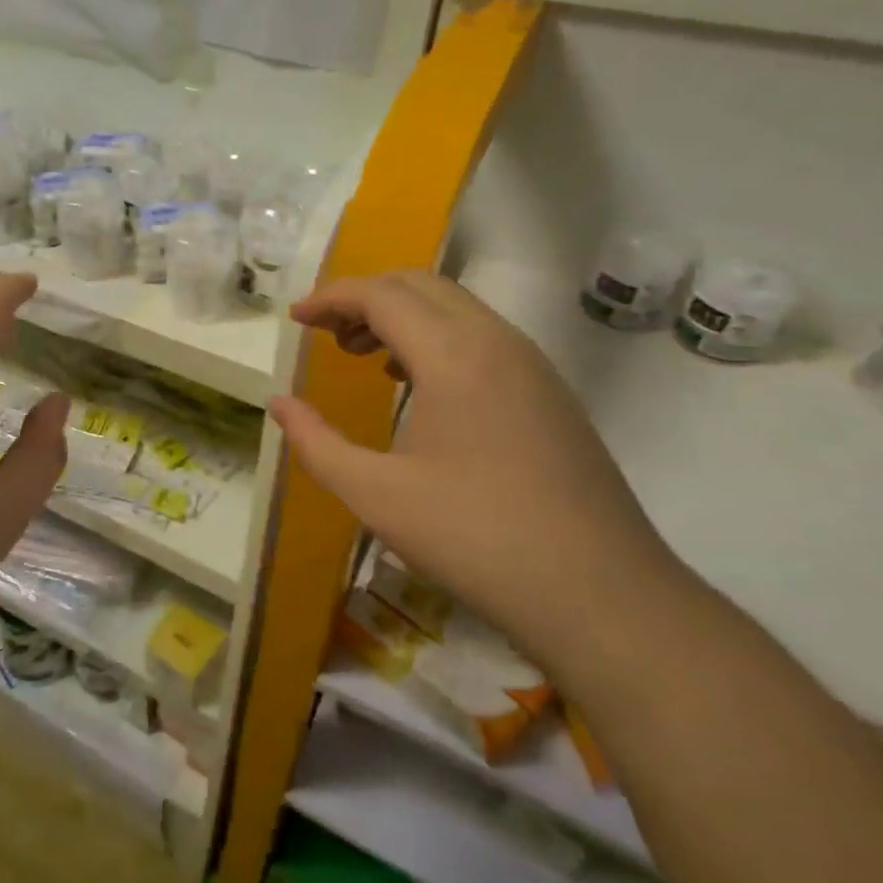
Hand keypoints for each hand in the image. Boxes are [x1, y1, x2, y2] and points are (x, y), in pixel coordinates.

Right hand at [270, 271, 691, 676]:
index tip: (296, 320)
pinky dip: (437, 338)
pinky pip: (482, 337)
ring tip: (364, 356)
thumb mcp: (376, 495)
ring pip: (456, 307)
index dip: (331, 298)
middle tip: (326, 334)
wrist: (604, 597)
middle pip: (420, 285)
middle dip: (365, 297)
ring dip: (403, 315)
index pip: (382, 295)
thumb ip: (316, 442)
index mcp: (455, 356)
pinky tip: (418, 385)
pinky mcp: (550, 393)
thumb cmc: (476, 539)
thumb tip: (279, 403)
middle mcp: (498, 342)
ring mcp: (533, 366)